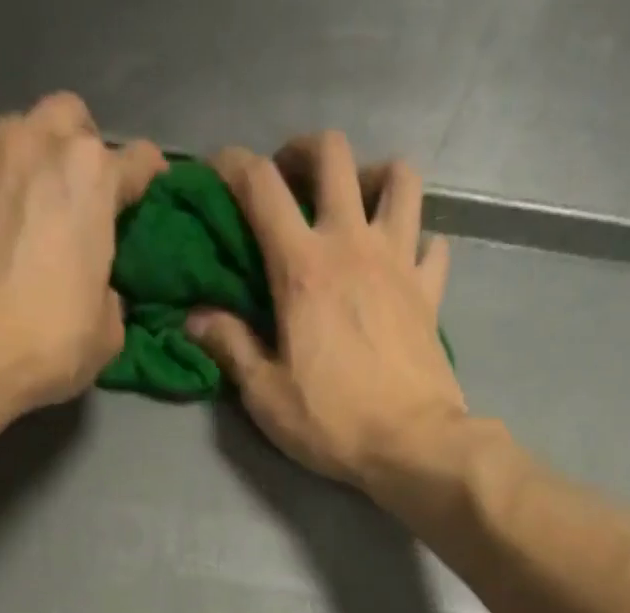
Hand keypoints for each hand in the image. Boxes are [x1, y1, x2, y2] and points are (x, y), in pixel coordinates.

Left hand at [0, 93, 164, 410]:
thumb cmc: (48, 340)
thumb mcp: (107, 332)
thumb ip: (112, 294)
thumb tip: (102, 289)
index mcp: (91, 176)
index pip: (138, 161)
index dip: (151, 182)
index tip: (152, 201)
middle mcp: (39, 144)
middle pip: (72, 119)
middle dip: (85, 149)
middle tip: (88, 200)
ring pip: (23, 132)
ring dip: (38, 161)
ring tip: (41, 210)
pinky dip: (3, 184)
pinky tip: (5, 226)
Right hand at [187, 133, 466, 505]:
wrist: (410, 443)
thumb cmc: (331, 422)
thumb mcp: (265, 395)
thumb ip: (231, 348)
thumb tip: (197, 319)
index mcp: (303, 268)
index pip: (261, 186)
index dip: (232, 165)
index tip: (217, 171)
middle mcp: (353, 244)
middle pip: (333, 154)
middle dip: (303, 153)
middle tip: (290, 183)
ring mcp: (400, 261)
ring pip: (399, 177)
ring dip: (373, 178)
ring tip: (356, 207)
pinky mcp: (431, 290)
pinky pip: (432, 241)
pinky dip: (416, 240)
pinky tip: (402, 261)